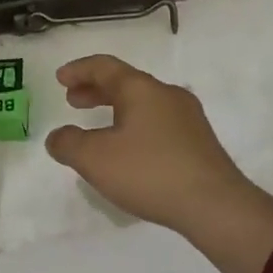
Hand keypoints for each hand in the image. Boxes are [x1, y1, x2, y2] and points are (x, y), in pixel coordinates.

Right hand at [46, 55, 272, 272]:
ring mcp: (188, 118)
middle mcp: (167, 95)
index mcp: (141, 89)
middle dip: (96, 90)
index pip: (105, 67)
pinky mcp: (199, 142)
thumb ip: (68, 144)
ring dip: (116, 109)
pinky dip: (134, 125)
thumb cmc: (149, 172)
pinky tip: (129, 150)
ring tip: (98, 128)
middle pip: (126, 83)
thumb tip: (58, 137)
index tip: (60, 79)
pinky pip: (157, 122)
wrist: (214, 205)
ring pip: (143, 103)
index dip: (79, 70)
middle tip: (73, 101)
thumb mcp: (94, 159)